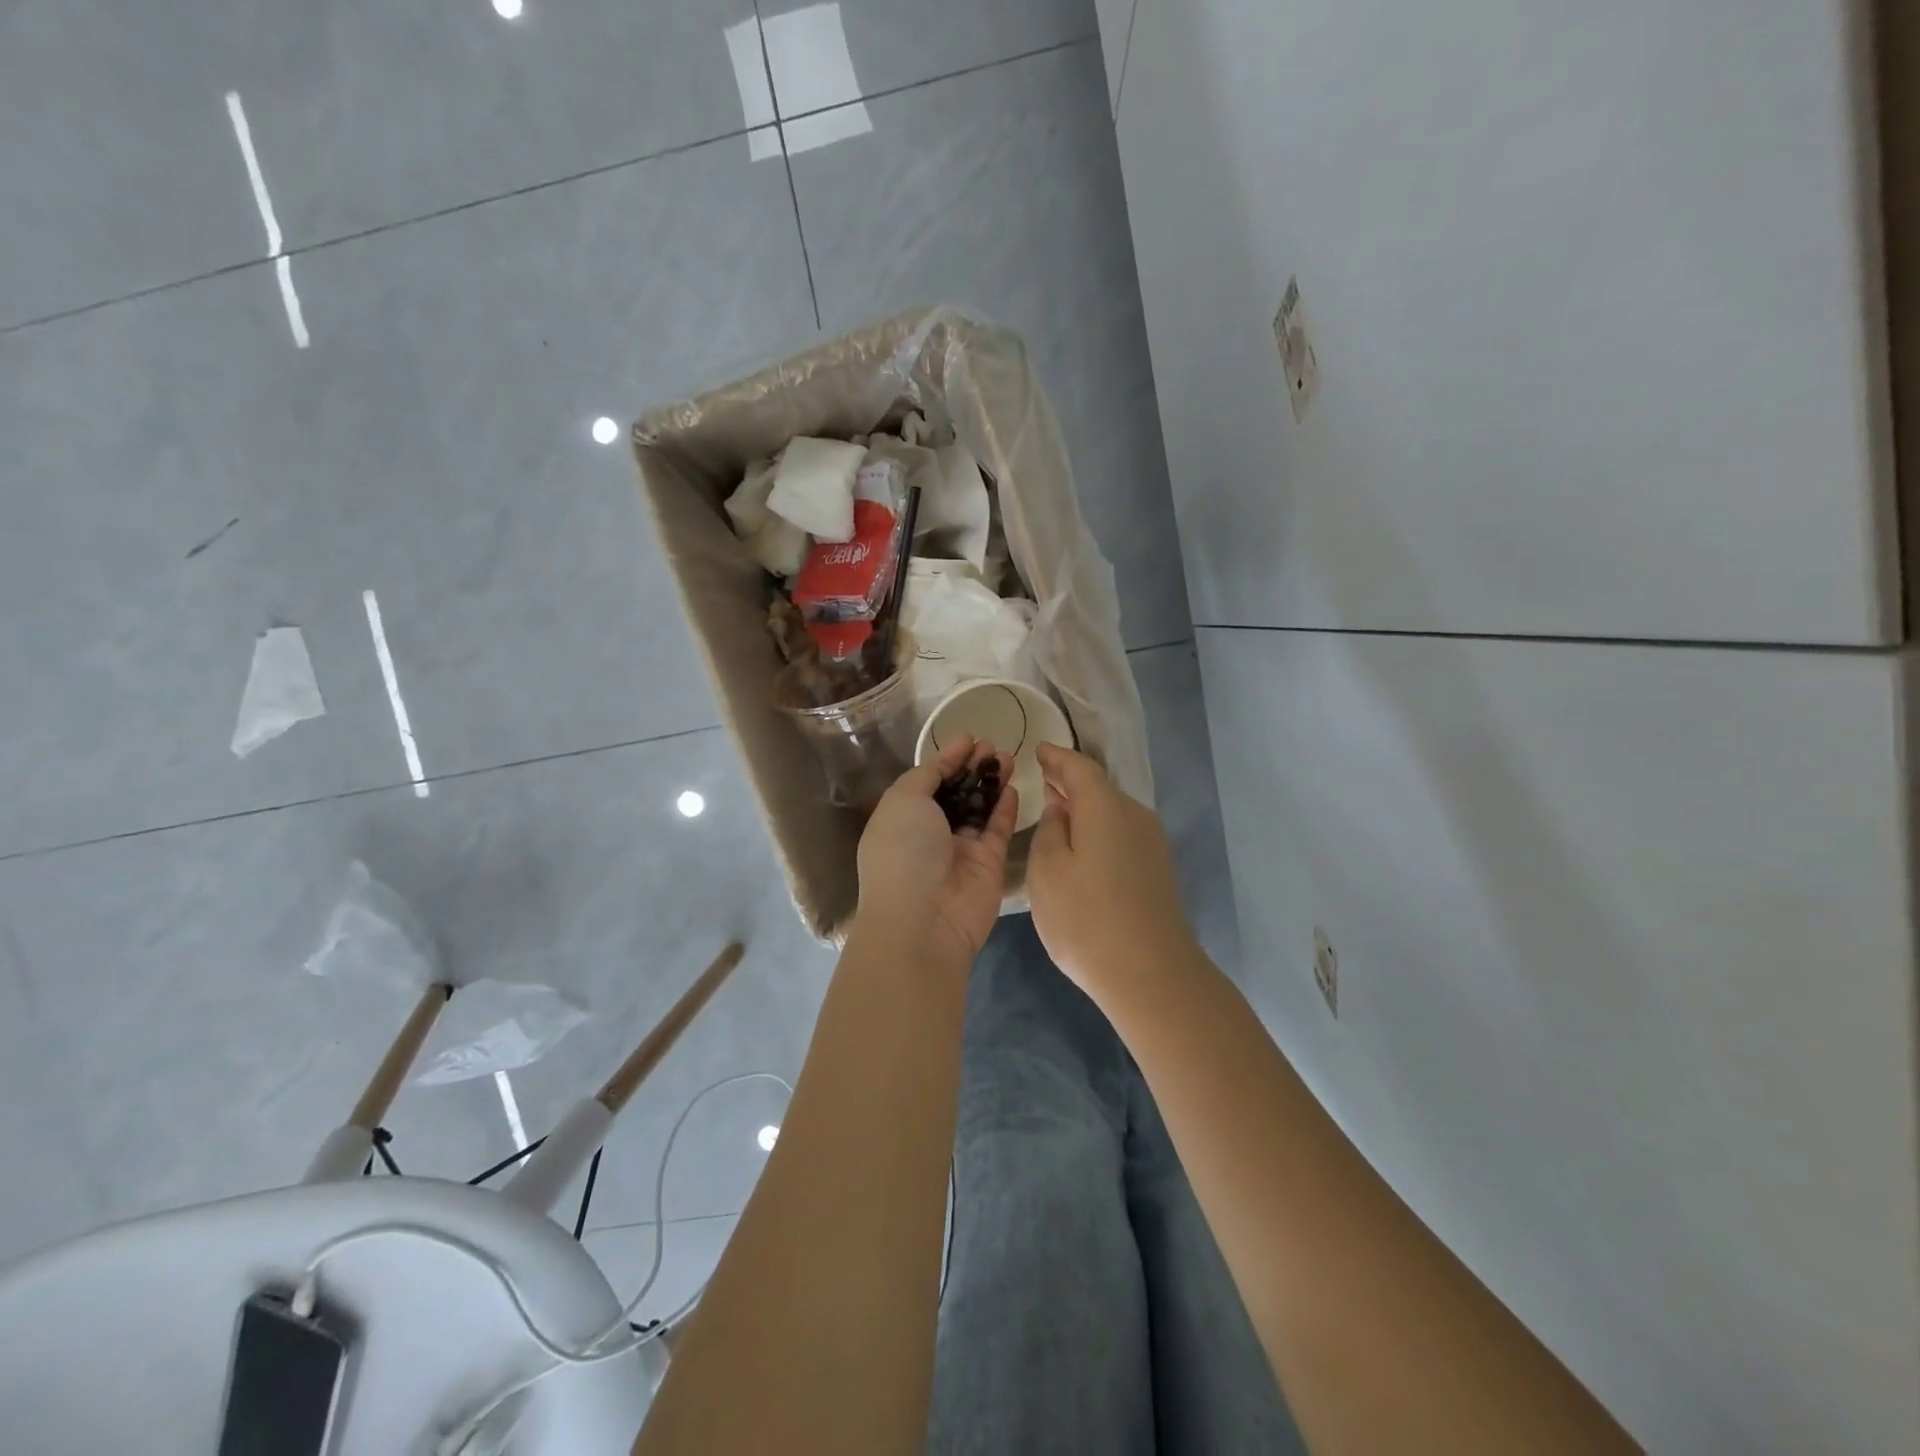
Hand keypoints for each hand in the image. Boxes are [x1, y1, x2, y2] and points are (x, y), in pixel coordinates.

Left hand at [852, 735, 1018, 972]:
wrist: (924, 919)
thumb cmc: (904, 851)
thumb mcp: (904, 800)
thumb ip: (927, 774)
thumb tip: (948, 757)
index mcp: (902, 818)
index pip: (928, 781)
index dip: (948, 758)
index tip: (970, 738)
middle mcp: (930, 833)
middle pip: (957, 793)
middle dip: (973, 767)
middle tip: (994, 745)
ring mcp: (960, 850)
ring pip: (980, 809)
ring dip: (992, 782)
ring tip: (1008, 757)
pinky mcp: (988, 865)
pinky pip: (998, 830)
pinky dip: (1005, 808)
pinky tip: (1013, 786)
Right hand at [1029, 743, 1196, 1010]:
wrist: (1151, 975)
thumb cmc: (1086, 918)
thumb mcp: (1047, 870)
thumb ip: (1050, 829)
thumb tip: (1062, 809)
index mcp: (1106, 806)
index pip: (1078, 767)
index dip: (1056, 757)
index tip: (1038, 750)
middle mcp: (1135, 815)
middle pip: (1099, 788)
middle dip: (1070, 782)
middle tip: (1043, 780)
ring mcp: (1152, 843)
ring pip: (1112, 812)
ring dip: (1085, 808)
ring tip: (1058, 812)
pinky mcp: (1158, 869)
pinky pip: (1121, 834)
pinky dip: (1099, 830)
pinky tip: (1083, 847)